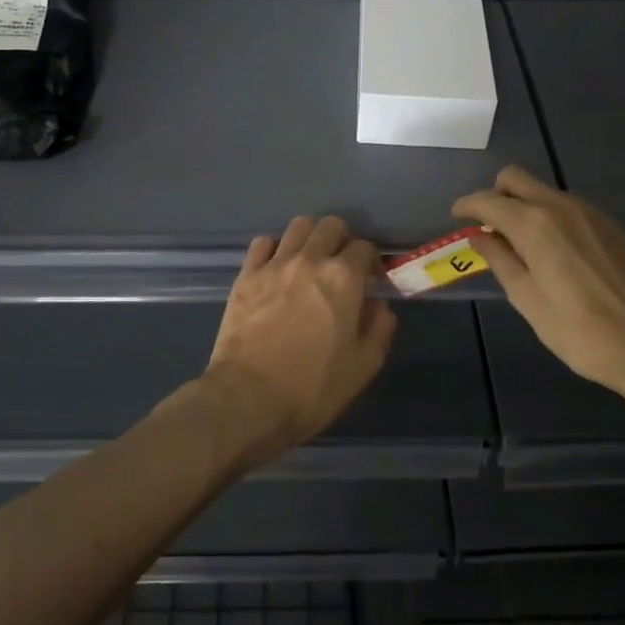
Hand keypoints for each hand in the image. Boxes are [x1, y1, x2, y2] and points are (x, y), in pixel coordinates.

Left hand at [199, 215, 397, 469]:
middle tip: (341, 266)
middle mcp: (310, 259)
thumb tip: (378, 306)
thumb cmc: (311, 388)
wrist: (247, 399)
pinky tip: (276, 270)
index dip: (372, 262)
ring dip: (310, 239)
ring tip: (310, 263)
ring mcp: (274, 264)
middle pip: (331, 225)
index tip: (371, 281)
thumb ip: (379, 329)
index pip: (365, 248)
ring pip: (298, 226)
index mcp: (343, 278)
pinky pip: (262, 243)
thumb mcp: (362, 367)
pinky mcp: (246, 275)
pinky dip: (274, 249)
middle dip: (342, 240)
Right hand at [454, 166, 624, 397]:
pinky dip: (549, 215)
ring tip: (520, 242)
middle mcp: (559, 206)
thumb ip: (500, 259)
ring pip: (542, 190)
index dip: (467, 206)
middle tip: (488, 227)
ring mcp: (588, 212)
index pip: (489, 200)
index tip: (457, 217)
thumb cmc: (577, 330)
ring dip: (523, 204)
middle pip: (515, 178)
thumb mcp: (526, 299)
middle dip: (495, 195)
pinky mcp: (608, 224)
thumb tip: (479, 235)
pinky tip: (553, 249)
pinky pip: (566, 205)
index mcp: (534, 224)